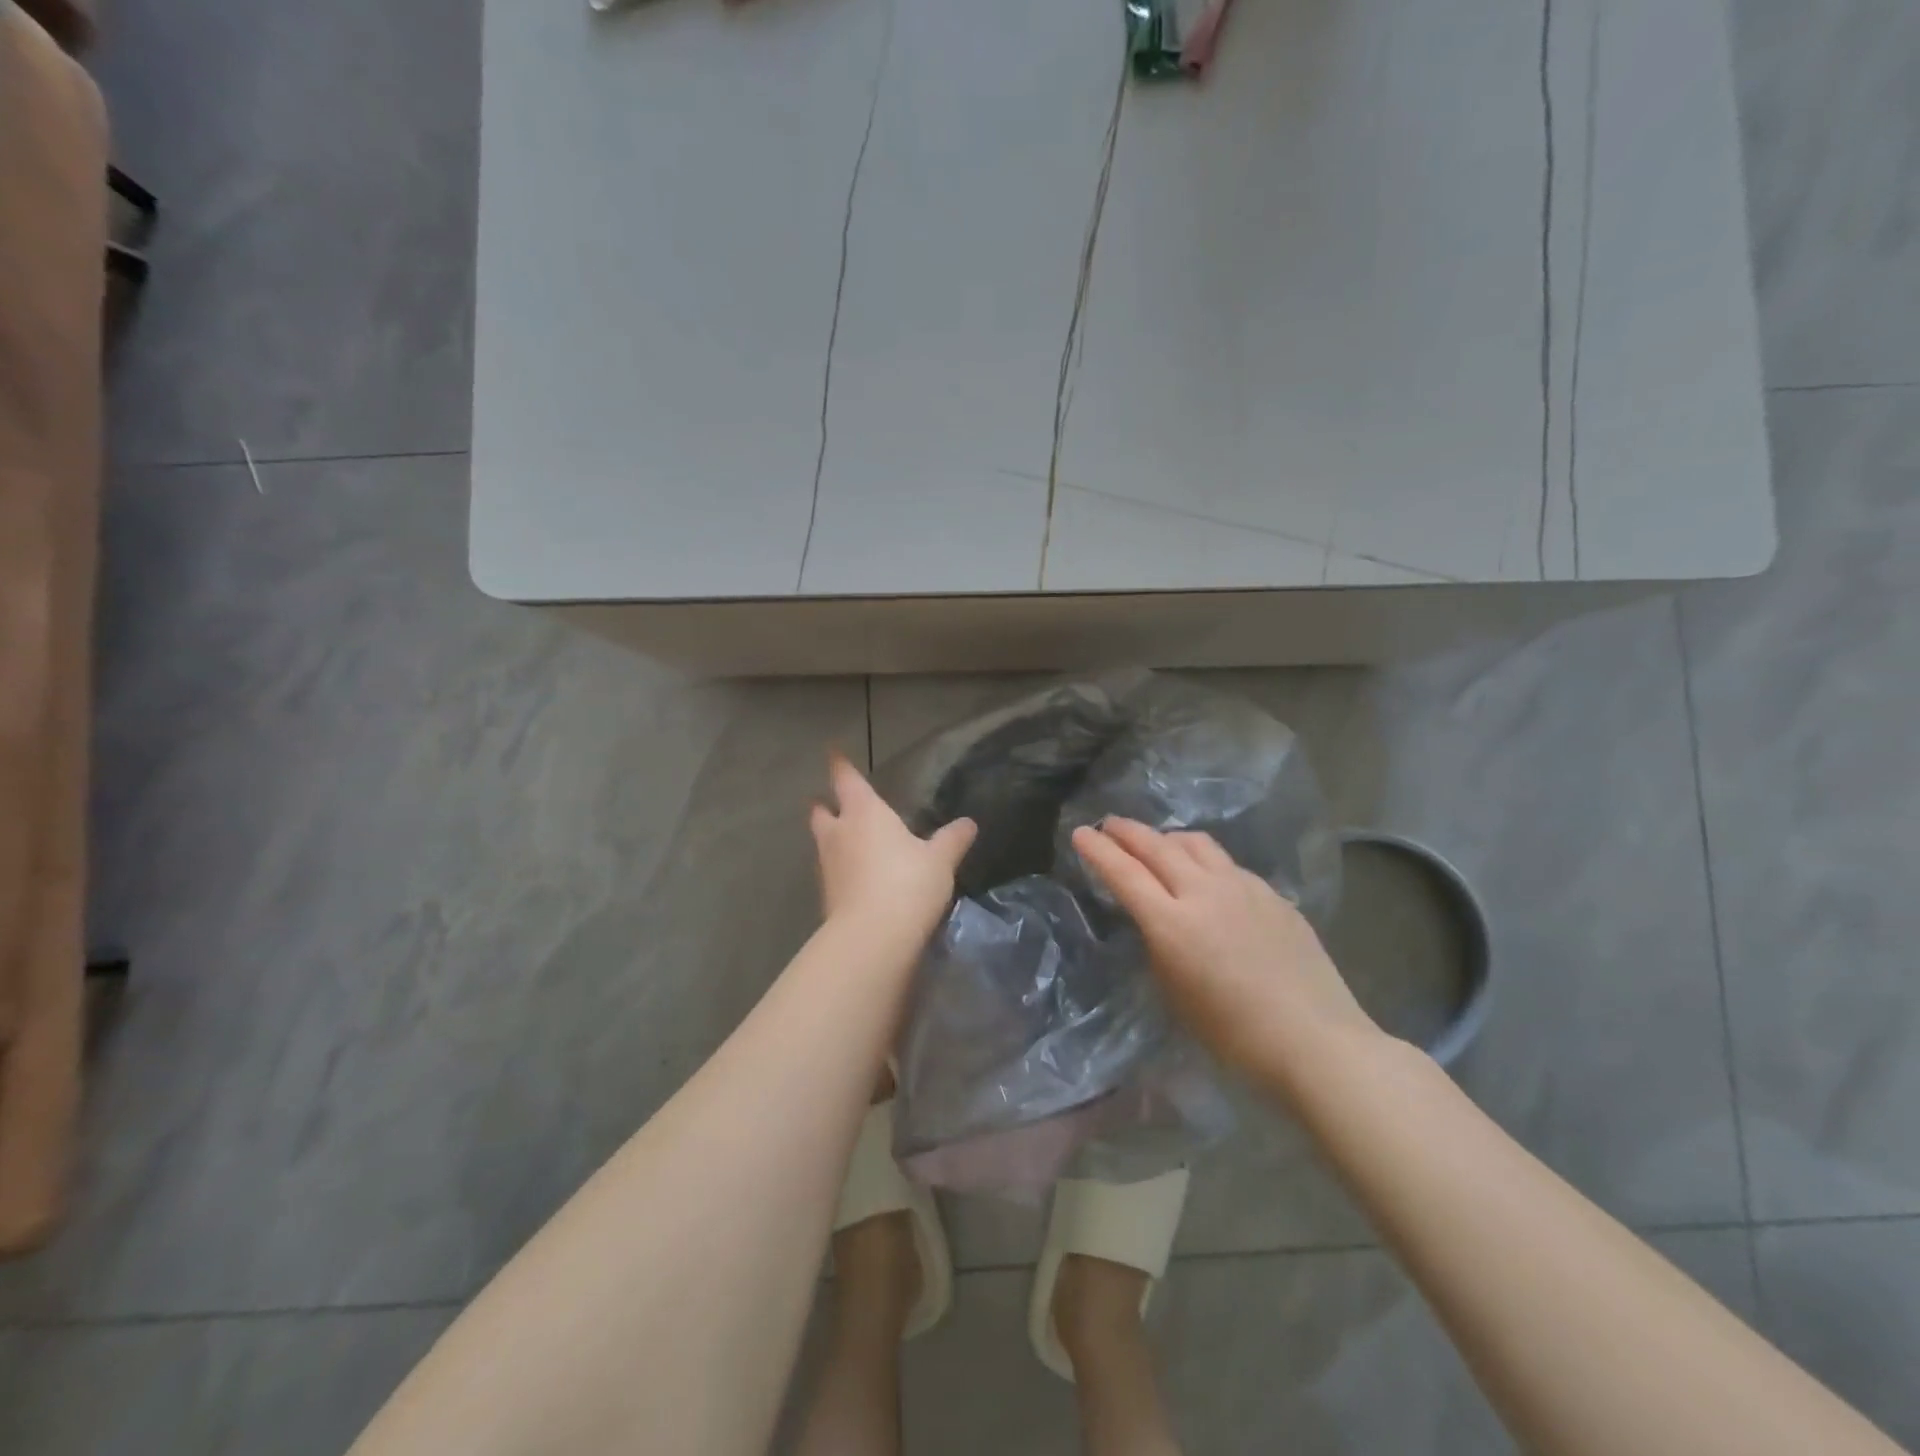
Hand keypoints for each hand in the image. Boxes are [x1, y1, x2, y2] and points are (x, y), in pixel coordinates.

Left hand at [811, 752, 975, 934]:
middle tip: (831, 803)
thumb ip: (952, 839)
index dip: (840, 765)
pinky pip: (832, 873)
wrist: (873, 938)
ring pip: (823, 843)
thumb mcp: (940, 860)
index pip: (847, 780)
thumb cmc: (907, 883)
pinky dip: (841, 869)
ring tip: (849, 841)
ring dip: (832, 839)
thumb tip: (968, 823)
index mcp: (865, 813)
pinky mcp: (827, 898)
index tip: (833, 753)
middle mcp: (839, 834)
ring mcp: (828, 867)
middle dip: (825, 805)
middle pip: (821, 812)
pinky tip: (857, 877)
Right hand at [1071, 817, 1376, 1076]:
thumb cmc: (1233, 1035)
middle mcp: (1205, 893)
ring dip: (1168, 838)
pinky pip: (1228, 865)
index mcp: (1172, 923)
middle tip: (1109, 824)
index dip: (1098, 850)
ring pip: (1196, 844)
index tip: (1080, 833)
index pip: (1124, 872)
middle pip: (1157, 846)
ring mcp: (1244, 888)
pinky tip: (1209, 878)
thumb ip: (1159, 945)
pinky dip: (1205, 861)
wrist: (1315, 1040)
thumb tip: (1156, 919)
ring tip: (1158, 843)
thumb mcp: (1175, 993)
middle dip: (1127, 831)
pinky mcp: (1273, 895)